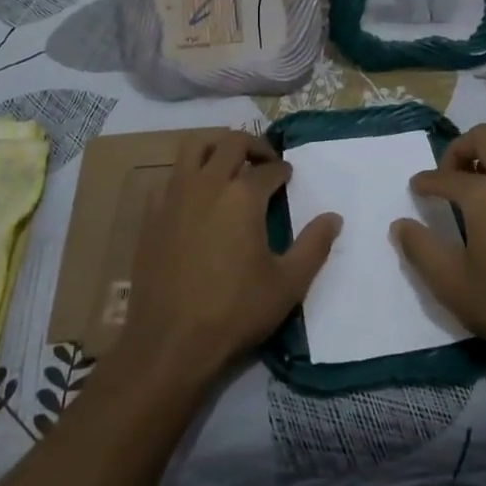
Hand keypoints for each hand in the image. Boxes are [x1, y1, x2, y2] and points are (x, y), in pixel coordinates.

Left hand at [119, 130, 341, 383]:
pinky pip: (170, 178)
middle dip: (253, 145)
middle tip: (265, 161)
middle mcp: (207, 184)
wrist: (170, 342)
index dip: (283, 170)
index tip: (288, 177)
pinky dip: (187, 176)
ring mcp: (174, 196)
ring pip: (194, 148)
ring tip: (229, 165)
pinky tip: (195, 198)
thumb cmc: (235, 311)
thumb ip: (315, 245)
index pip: (268, 169)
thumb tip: (334, 217)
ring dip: (216, 147)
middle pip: (231, 143)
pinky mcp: (151, 215)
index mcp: (243, 196)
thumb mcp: (288, 284)